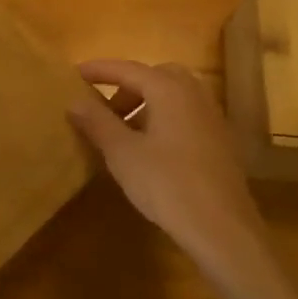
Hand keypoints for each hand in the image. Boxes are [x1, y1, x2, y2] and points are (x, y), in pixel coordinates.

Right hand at [68, 59, 268, 277]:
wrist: (222, 229)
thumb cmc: (167, 184)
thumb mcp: (122, 153)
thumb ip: (98, 121)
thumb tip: (75, 100)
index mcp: (169, 90)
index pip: (128, 69)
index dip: (99, 70)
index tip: (75, 73)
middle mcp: (194, 95)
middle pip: (156, 77)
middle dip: (127, 86)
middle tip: (104, 107)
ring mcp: (212, 118)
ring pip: (173, 96)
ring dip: (145, 104)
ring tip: (122, 130)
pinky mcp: (220, 142)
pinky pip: (185, 115)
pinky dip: (163, 118)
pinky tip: (149, 149)